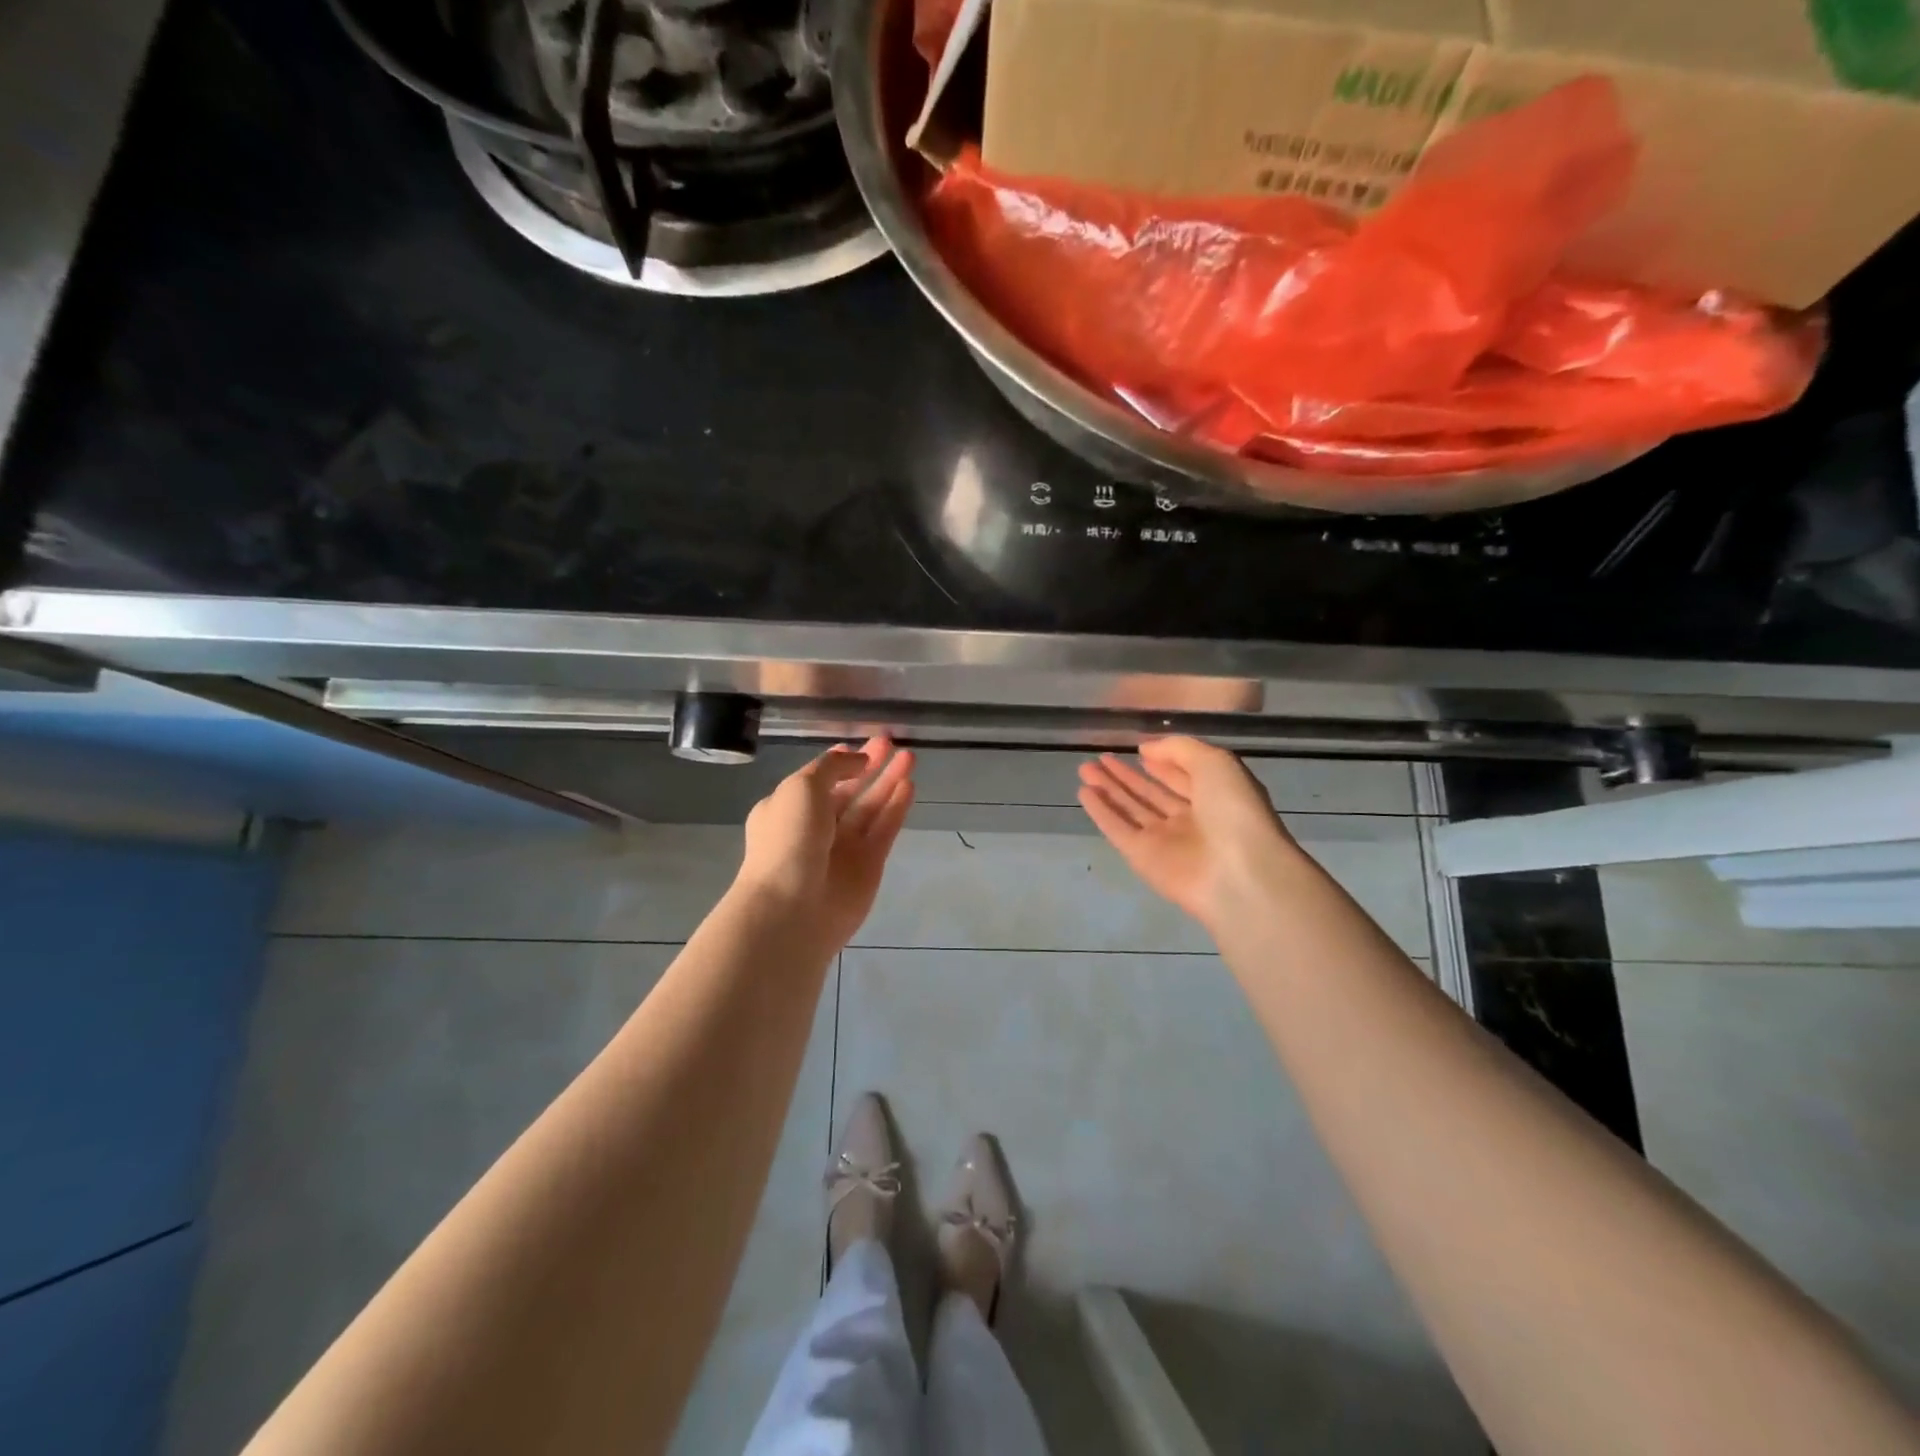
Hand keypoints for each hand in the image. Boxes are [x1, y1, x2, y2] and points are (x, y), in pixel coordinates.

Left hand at [736, 737, 915, 949]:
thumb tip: (859, 760)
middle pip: (849, 790)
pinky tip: (909, 786)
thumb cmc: (789, 839)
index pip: (819, 779)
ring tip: (910, 757)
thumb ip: (832, 767)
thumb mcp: (802, 787)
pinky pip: (884, 829)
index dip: (841, 761)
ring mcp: (844, 847)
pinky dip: (896, 808)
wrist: (793, 909)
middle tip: (892, 743)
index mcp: (788, 808)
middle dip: (870, 766)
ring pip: (871, 807)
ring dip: (889, 782)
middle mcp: (816, 826)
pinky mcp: (869, 865)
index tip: (863, 744)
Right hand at [1077, 737, 1295, 927]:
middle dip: (1126, 776)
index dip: (1163, 763)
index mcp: (1216, 797)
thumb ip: (1179, 749)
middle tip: (1100, 757)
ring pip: (1131, 809)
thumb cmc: (1234, 811)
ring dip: (1109, 789)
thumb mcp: (1216, 763)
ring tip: (1084, 768)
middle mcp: (1191, 820)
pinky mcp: (1143, 858)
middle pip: (1152, 794)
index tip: (1138, 749)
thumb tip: (1145, 750)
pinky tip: (1083, 792)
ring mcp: (1166, 841)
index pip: (1184, 777)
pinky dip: (1101, 812)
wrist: (1238, 873)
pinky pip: (1118, 829)